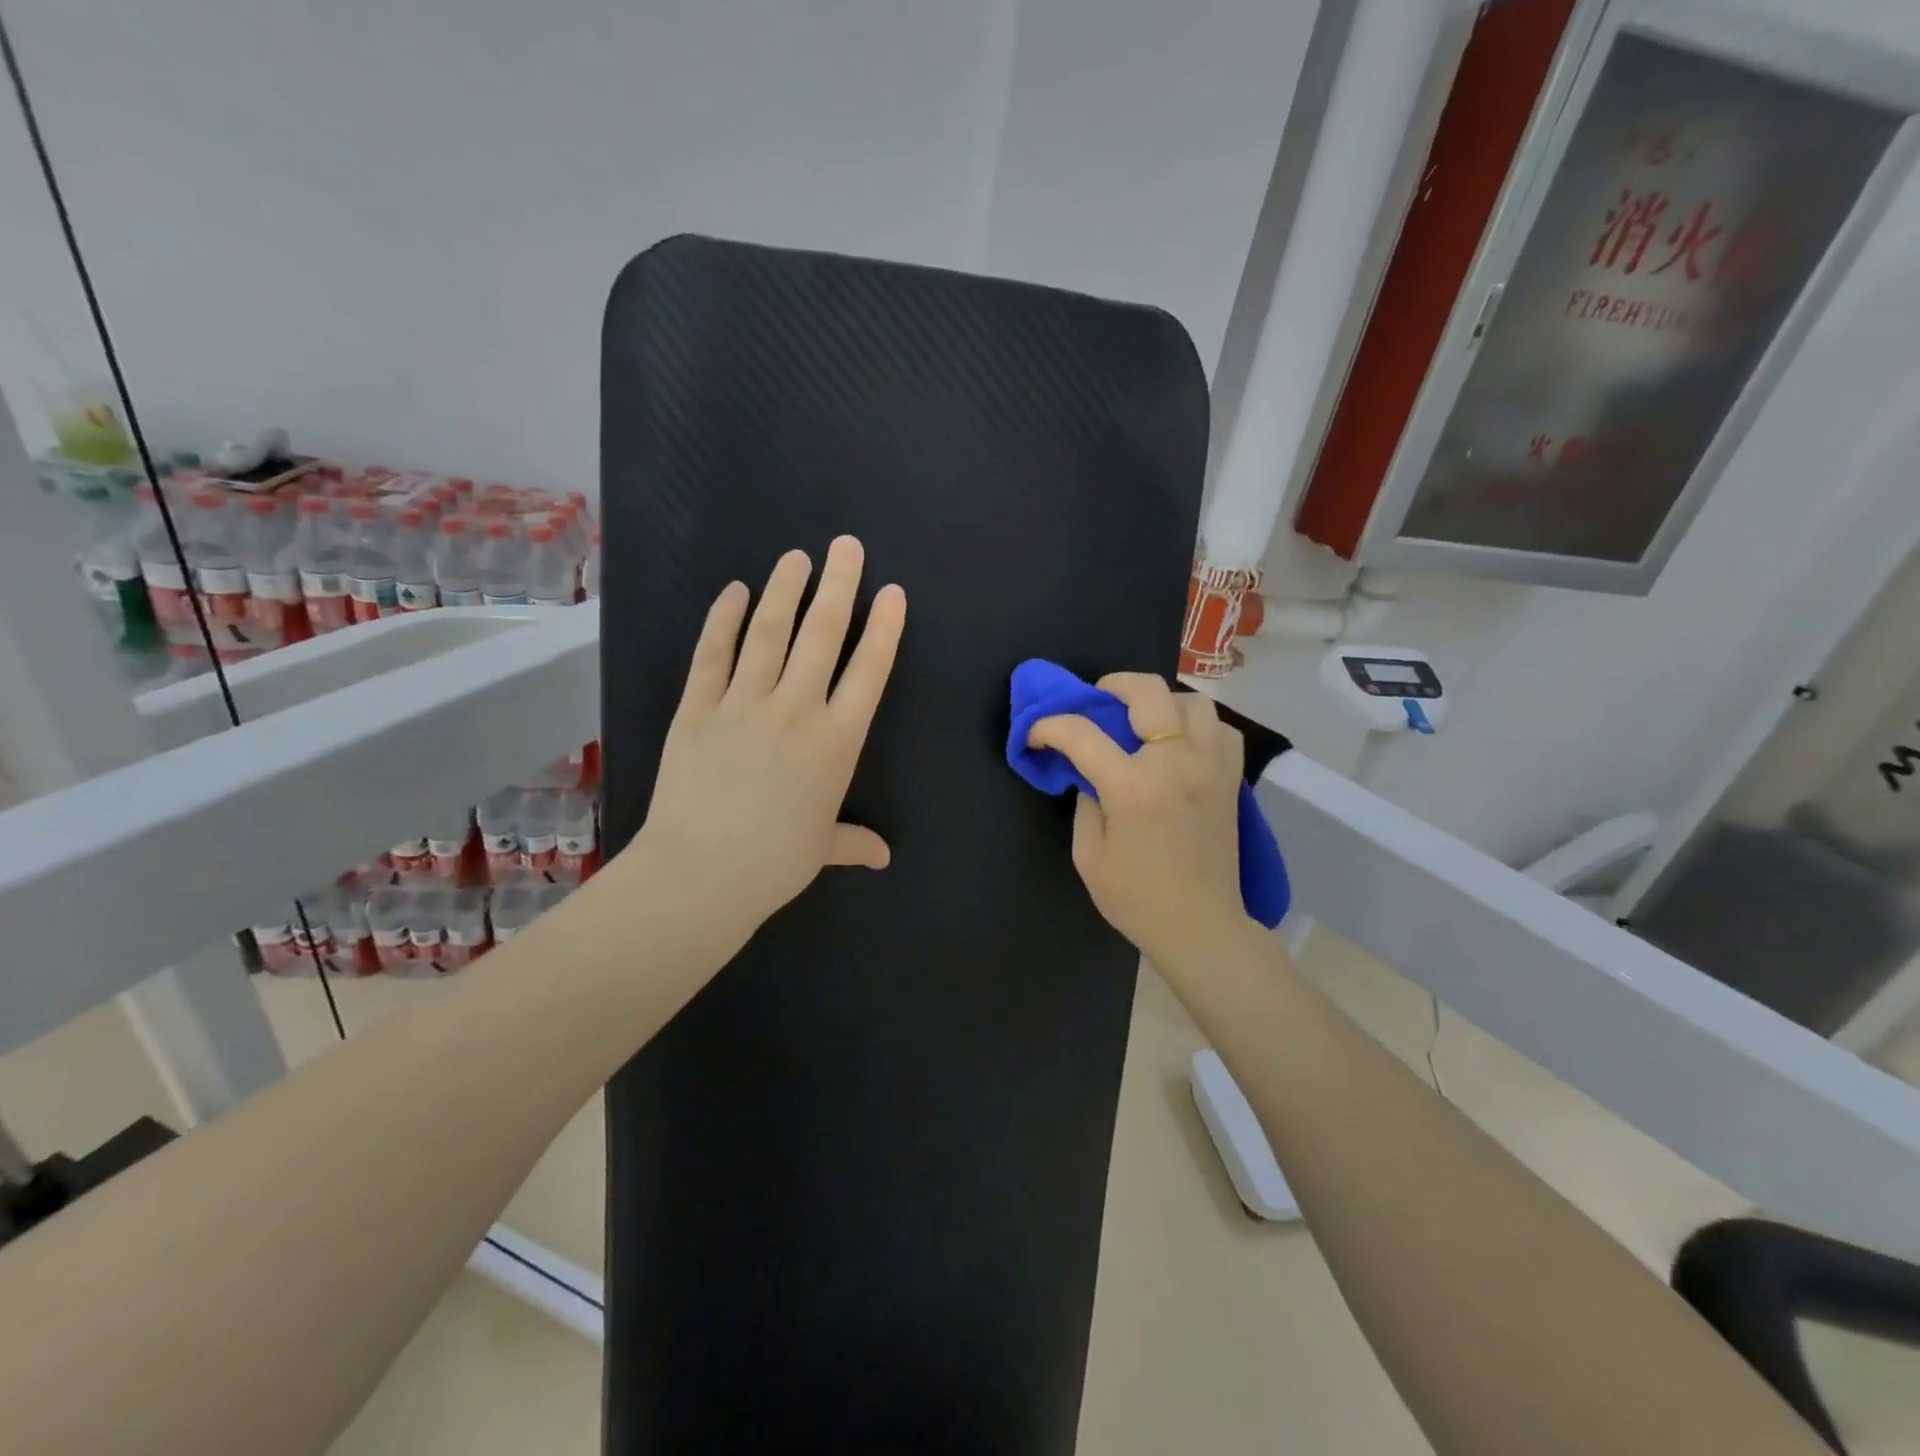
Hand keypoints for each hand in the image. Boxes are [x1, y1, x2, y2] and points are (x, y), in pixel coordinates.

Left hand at [631, 537, 905, 957]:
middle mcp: (796, 710)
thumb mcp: (822, 848)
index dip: (883, 628)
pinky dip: (724, 619)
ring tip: (797, 557)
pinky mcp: (698, 707)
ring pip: (770, 633)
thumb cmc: (773, 863)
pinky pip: (713, 654)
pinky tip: (736, 592)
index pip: (869, 671)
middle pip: (822, 635)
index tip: (892, 592)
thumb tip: (882, 857)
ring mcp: (744, 703)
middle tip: (846, 546)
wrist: (700, 874)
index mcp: (837, 742)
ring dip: (785, 590)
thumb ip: (854, 841)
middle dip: (839, 585)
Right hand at [1028, 674, 1249, 971]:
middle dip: (1111, 685)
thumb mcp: (1089, 856)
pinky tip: (1180, 743)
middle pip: (1147, 692)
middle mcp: (1175, 763)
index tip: (1036, 734)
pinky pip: (1220, 729)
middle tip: (1096, 702)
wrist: (1200, 927)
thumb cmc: (1136, 899)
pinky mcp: (1230, 779)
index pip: (1081, 733)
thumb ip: (1085, 803)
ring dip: (1161, 702)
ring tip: (1143, 722)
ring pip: (1192, 702)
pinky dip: (1197, 725)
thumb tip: (1089, 773)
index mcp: (1132, 787)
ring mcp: (1210, 767)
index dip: (1049, 726)